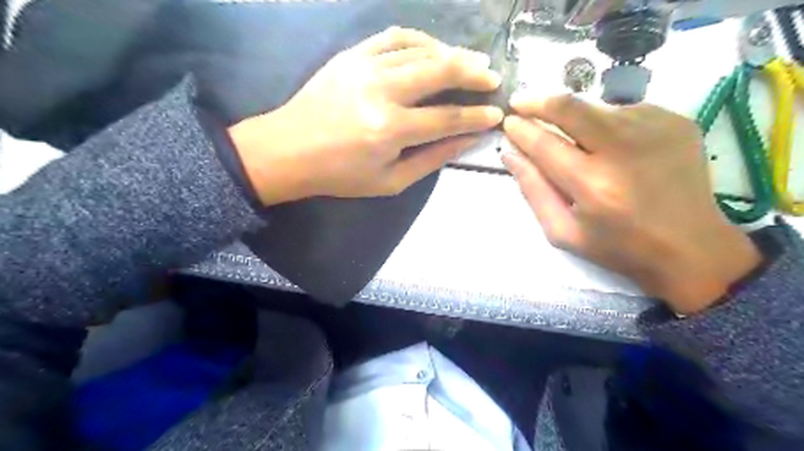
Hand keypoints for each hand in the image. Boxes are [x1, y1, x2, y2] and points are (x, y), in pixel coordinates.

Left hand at [228, 26, 499, 206]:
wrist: (289, 150)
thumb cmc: (340, 175)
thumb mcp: (389, 182)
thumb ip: (431, 160)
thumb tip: (466, 141)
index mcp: (390, 130)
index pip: (447, 118)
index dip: (476, 117)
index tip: (496, 114)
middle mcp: (381, 91)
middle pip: (440, 72)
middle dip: (473, 74)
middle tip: (492, 77)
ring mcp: (365, 67)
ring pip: (421, 49)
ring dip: (452, 54)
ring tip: (471, 62)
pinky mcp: (352, 55)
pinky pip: (394, 37)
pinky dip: (421, 40)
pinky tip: (434, 48)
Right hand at [501, 95, 760, 313]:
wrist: (691, 248)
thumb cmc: (618, 247)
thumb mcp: (563, 231)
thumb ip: (533, 190)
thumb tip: (510, 154)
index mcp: (593, 185)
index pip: (545, 143)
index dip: (521, 129)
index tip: (508, 122)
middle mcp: (624, 149)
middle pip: (571, 108)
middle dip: (538, 102)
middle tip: (521, 103)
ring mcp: (655, 130)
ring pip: (597, 107)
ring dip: (574, 116)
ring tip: (572, 136)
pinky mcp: (676, 122)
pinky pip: (625, 111)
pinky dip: (607, 122)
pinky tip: (610, 145)